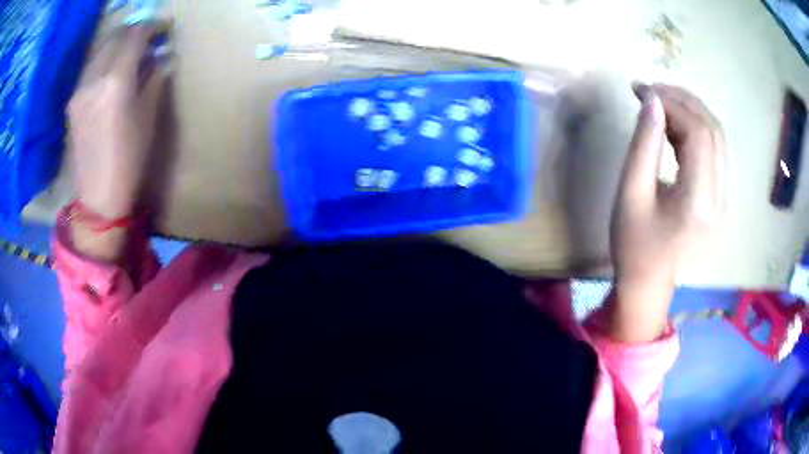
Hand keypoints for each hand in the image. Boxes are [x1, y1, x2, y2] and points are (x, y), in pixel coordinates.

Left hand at [68, 24, 167, 218]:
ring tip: (129, 51)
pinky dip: (104, 60)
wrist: (98, 196)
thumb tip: (160, 56)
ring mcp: (80, 90)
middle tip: (147, 36)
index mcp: (116, 82)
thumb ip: (154, 79)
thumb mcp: (148, 117)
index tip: (163, 27)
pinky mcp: (73, 102)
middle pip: (115, 38)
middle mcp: (94, 79)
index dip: (152, 26)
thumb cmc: (129, 160)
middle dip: (133, 31)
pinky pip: (91, 68)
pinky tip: (111, 69)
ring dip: (117, 44)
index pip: (135, 36)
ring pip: (100, 50)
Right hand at [607, 84, 725, 342]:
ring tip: (660, 102)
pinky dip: (694, 128)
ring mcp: (722, 197)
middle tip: (651, 90)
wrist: (650, 285)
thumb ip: (644, 143)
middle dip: (683, 100)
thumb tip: (651, 99)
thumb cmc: (634, 246)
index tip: (642, 90)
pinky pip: (713, 150)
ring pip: (716, 136)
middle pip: (713, 130)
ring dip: (690, 111)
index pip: (698, 134)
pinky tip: (673, 124)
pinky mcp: (719, 196)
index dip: (672, 103)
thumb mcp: (631, 193)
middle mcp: (719, 197)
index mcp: (698, 202)